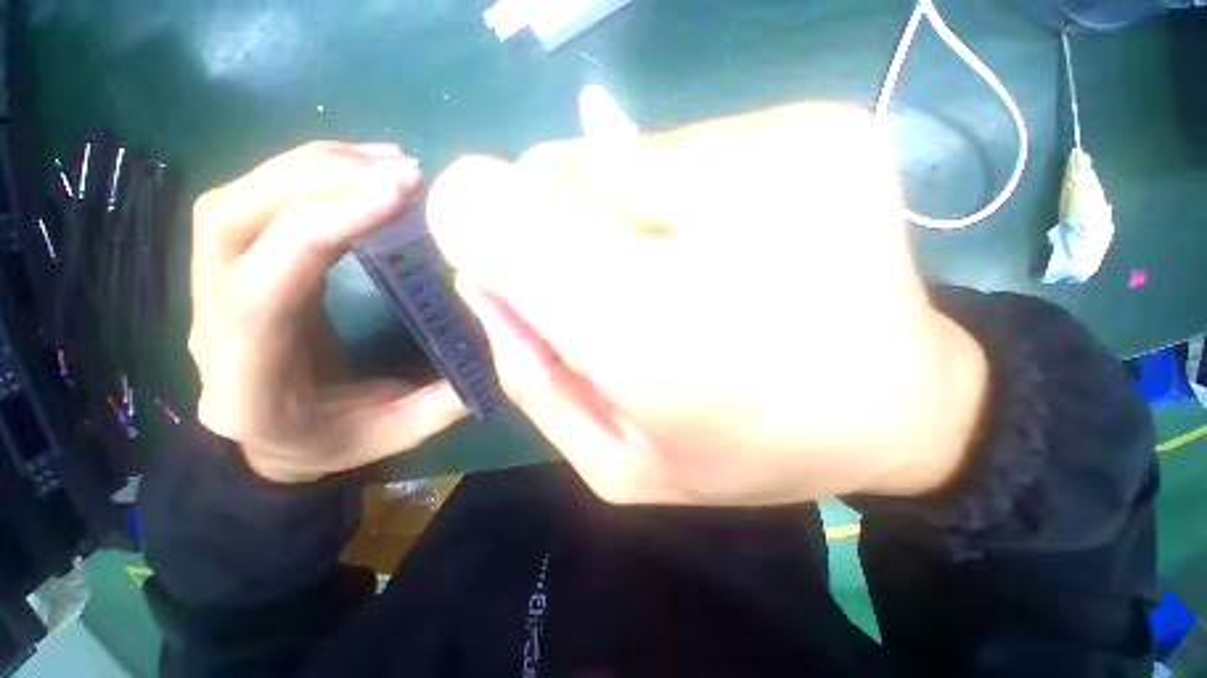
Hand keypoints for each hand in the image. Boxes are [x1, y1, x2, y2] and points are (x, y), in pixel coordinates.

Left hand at [189, 142, 465, 482]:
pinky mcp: (235, 263)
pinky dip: (308, 173)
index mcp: (248, 373)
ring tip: (386, 161)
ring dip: (313, 165)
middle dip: (319, 178)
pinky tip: (360, 170)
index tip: (400, 192)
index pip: (269, 279)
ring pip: (238, 197)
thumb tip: (495, 351)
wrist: (267, 439)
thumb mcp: (393, 434)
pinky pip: (256, 200)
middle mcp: (212, 318)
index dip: (330, 222)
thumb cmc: (328, 442)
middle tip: (400, 170)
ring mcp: (211, 283)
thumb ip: (443, 400)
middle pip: (233, 216)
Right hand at [428, 104, 987, 504]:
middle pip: (553, 175)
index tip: (502, 268)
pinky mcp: (822, 124)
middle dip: (554, 232)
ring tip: (676, 274)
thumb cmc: (751, 447)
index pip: (499, 215)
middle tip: (613, 291)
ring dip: (615, 214)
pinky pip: (683, 145)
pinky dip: (672, 194)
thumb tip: (487, 279)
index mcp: (662, 327)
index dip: (476, 228)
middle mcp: (723, 208)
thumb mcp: (621, 461)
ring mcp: (788, 146)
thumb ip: (535, 378)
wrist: (895, 410)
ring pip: (616, 155)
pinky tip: (726, 243)